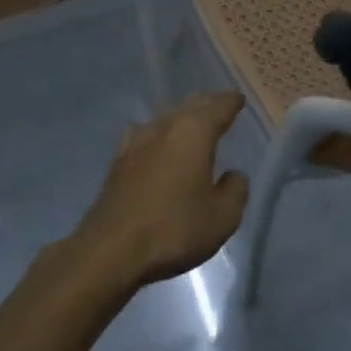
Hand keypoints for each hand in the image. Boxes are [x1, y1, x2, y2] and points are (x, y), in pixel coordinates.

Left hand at [71, 92, 249, 287]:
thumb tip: (232, 175)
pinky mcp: (118, 161)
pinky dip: (159, 135)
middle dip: (208, 105)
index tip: (240, 99)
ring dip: (183, 118)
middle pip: (191, 106)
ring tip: (193, 124)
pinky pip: (145, 135)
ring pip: (167, 118)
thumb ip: (235, 190)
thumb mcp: (223, 217)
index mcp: (195, 132)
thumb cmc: (173, 229)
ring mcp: (137, 142)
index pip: (219, 106)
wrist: (110, 251)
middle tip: (222, 107)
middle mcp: (165, 127)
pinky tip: (156, 143)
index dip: (232, 102)